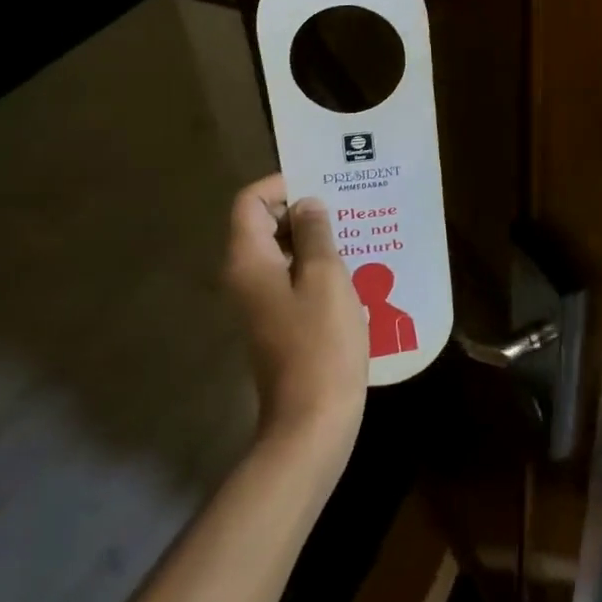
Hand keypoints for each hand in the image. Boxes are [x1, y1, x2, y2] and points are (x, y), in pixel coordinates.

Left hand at [225, 175, 367, 453]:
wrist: (312, 418)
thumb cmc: (321, 343)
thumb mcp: (325, 278)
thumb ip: (314, 234)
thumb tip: (308, 204)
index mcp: (249, 261)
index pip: (250, 202)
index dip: (282, 185)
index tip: (322, 183)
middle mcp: (246, 277)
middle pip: (264, 225)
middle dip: (303, 209)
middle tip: (347, 204)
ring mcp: (261, 302)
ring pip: (282, 252)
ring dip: (314, 238)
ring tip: (356, 231)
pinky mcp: (278, 321)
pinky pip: (292, 278)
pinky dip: (315, 266)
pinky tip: (353, 269)